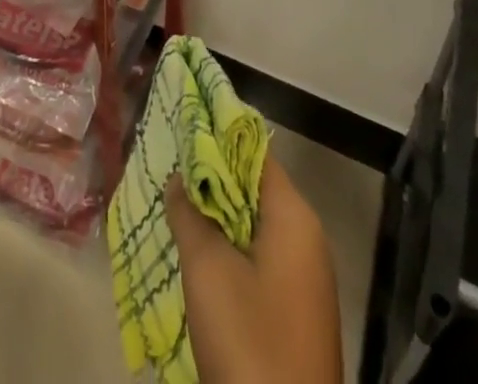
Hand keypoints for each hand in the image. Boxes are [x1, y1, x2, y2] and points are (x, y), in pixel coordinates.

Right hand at [166, 155, 343, 383]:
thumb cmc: (249, 343)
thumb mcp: (207, 270)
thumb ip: (189, 214)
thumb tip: (179, 181)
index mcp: (294, 217)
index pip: (254, 154)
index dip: (216, 140)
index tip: (180, 133)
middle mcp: (307, 239)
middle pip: (255, 189)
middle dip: (212, 180)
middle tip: (169, 175)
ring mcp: (306, 280)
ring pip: (255, 227)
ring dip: (218, 218)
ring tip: (176, 211)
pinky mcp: (297, 315)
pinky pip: (261, 261)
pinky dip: (231, 250)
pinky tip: (199, 259)